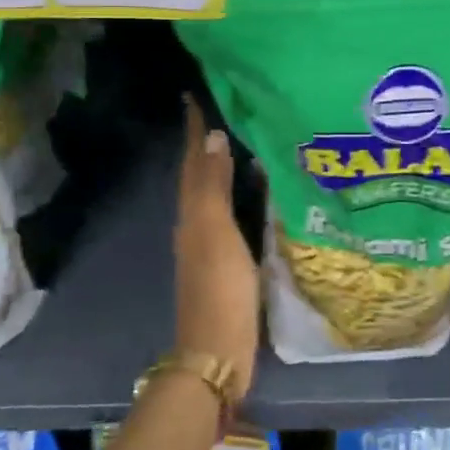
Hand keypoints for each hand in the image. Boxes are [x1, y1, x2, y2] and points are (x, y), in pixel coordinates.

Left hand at [173, 97, 260, 399]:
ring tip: (244, 140)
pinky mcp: (227, 263)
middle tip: (226, 109)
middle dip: (207, 142)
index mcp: (191, 213)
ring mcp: (210, 245)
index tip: (196, 95)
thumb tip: (213, 136)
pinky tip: (258, 193)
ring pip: (214, 193)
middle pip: (199, 173)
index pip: (192, 160)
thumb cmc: (219, 290)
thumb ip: (214, 186)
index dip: (194, 129)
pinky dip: (238, 195)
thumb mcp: (216, 233)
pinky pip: (230, 215)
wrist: (217, 354)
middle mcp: (195, 224)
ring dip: (223, 167)